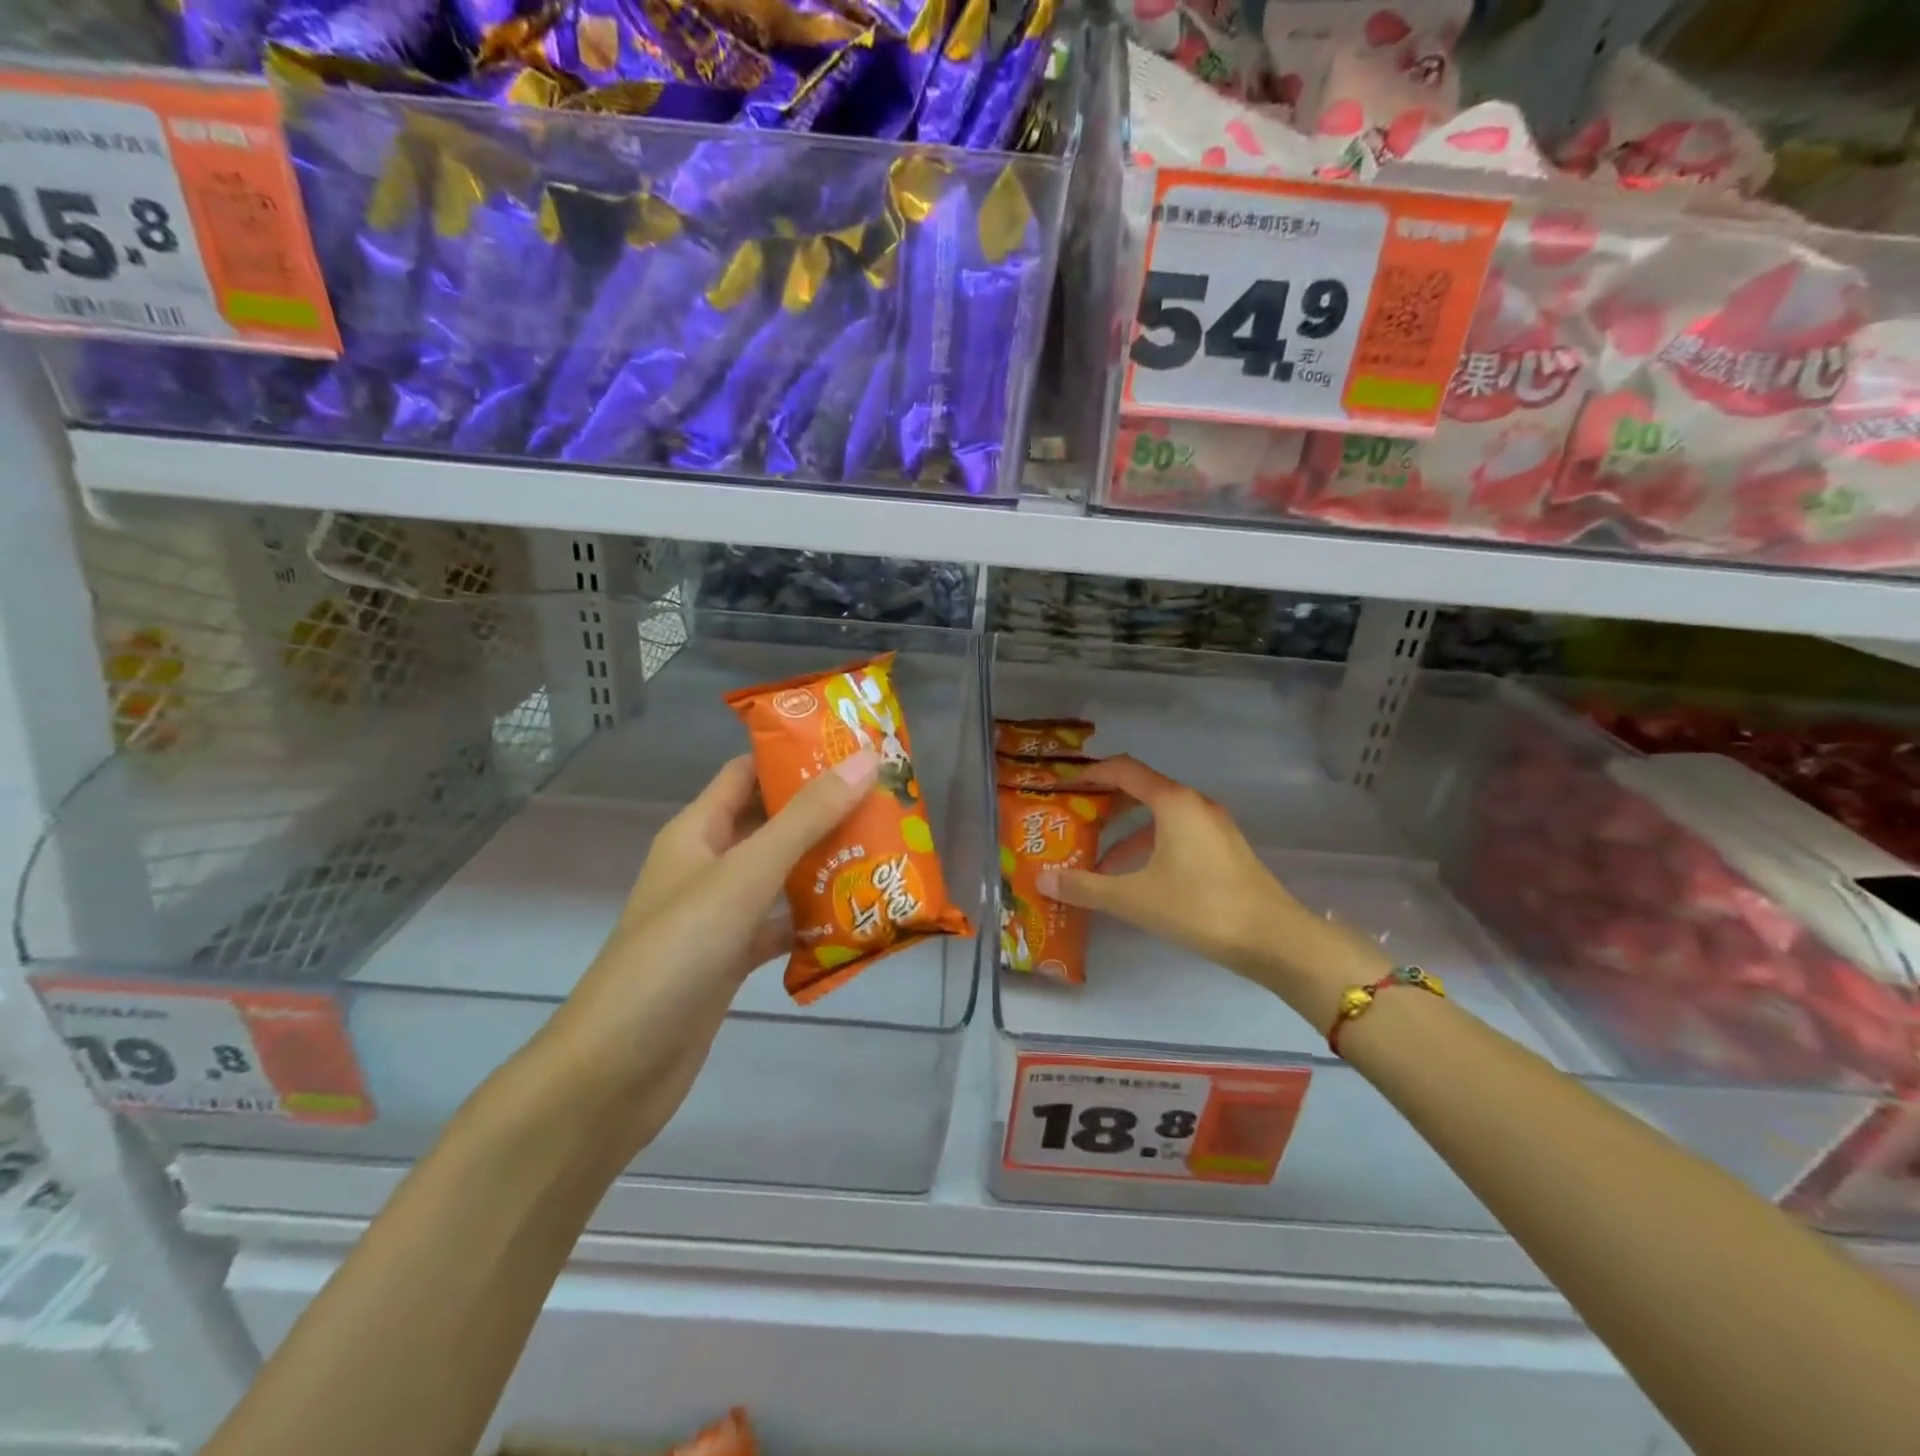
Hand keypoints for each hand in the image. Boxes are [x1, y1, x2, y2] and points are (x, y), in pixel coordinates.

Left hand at [537, 748, 879, 1149]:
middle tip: (886, 800)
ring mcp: (719, 914)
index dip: (793, 754)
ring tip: (885, 850)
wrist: (618, 1068)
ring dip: (825, 864)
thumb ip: (805, 819)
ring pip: (780, 875)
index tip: (853, 746)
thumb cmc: (677, 952)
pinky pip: (780, 926)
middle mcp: (707, 864)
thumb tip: (864, 760)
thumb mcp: (745, 875)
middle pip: (770, 822)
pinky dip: (814, 921)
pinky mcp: (730, 958)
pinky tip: (858, 919)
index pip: (747, 773)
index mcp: (697, 830)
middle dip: (823, 810)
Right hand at [1037, 756, 1385, 1021]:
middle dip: (1104, 804)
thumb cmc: (1199, 908)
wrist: (1274, 939)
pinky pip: (1176, 835)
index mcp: (1173, 802)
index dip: (1088, 775)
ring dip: (1125, 833)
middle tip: (1072, 820)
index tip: (1061, 787)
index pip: (1122, 770)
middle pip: (1140, 790)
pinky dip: (1149, 848)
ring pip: (1158, 817)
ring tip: (1095, 859)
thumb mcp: (1133, 898)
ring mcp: (1213, 826)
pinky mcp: (1223, 850)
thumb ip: (1085, 886)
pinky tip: (1134, 880)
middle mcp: (1194, 804)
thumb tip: (1042, 878)